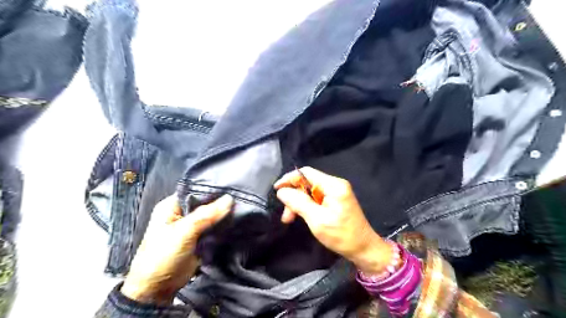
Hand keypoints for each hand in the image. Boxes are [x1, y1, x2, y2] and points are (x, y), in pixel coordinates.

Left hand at [120, 195, 233, 304]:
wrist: (158, 289)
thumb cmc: (162, 257)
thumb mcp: (183, 233)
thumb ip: (205, 215)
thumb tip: (228, 199)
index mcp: (172, 206)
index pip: (196, 191)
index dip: (213, 189)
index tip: (232, 187)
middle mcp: (182, 213)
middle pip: (206, 203)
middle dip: (221, 202)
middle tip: (241, 198)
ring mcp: (192, 226)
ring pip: (212, 216)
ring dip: (224, 214)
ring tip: (243, 207)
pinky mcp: (200, 238)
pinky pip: (214, 228)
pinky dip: (223, 226)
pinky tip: (237, 221)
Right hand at [275, 169, 394, 274]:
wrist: (364, 249)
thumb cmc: (341, 235)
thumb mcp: (316, 219)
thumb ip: (298, 202)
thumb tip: (282, 191)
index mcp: (333, 185)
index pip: (306, 173)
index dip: (289, 178)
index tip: (276, 189)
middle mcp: (336, 184)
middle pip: (307, 182)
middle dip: (294, 195)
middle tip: (285, 214)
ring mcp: (337, 192)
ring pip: (310, 191)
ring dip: (298, 203)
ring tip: (289, 219)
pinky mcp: (336, 200)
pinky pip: (316, 198)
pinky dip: (306, 206)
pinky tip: (300, 216)